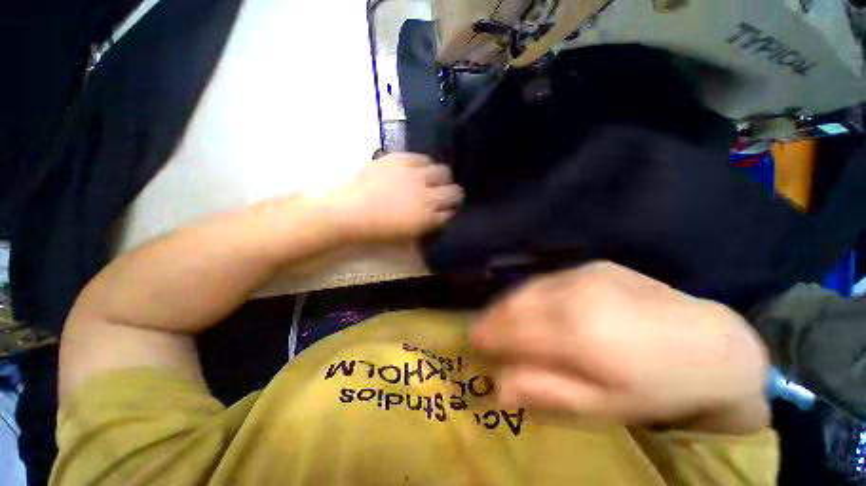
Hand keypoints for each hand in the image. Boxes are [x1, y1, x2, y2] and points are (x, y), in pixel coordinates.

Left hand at [312, 153, 463, 242]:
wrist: (349, 212)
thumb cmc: (377, 230)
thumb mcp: (408, 234)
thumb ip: (428, 223)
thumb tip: (440, 214)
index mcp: (427, 216)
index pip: (452, 209)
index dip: (451, 209)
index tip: (446, 209)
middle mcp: (427, 193)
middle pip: (454, 190)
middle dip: (451, 193)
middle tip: (441, 194)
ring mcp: (414, 174)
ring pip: (443, 171)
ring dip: (440, 177)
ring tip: (430, 179)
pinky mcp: (400, 160)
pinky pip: (422, 158)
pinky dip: (424, 164)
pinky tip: (417, 169)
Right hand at [471, 262, 769, 432]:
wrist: (712, 344)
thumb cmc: (658, 387)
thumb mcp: (604, 406)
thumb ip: (547, 392)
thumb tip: (499, 388)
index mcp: (578, 333)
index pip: (514, 330)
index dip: (489, 335)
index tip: (473, 342)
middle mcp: (575, 295)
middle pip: (516, 304)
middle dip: (493, 317)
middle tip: (481, 330)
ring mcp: (584, 274)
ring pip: (528, 288)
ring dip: (508, 304)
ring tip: (499, 318)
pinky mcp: (593, 266)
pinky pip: (547, 281)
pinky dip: (529, 294)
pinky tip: (530, 306)